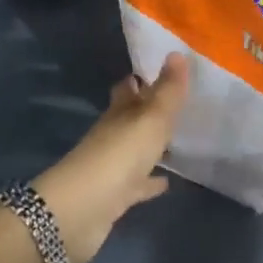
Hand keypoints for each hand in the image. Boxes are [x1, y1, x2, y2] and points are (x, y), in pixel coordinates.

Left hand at [33, 53, 189, 262]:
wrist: (82, 210)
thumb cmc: (119, 155)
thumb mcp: (151, 118)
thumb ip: (167, 90)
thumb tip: (178, 52)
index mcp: (119, 112)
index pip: (129, 87)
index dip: (142, 78)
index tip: (164, 71)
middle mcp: (113, 134)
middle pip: (131, 117)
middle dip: (149, 109)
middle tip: (177, 103)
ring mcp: (112, 166)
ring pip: (135, 149)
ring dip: (152, 145)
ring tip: (179, 139)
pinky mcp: (115, 196)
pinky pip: (137, 184)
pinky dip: (150, 181)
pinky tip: (167, 181)